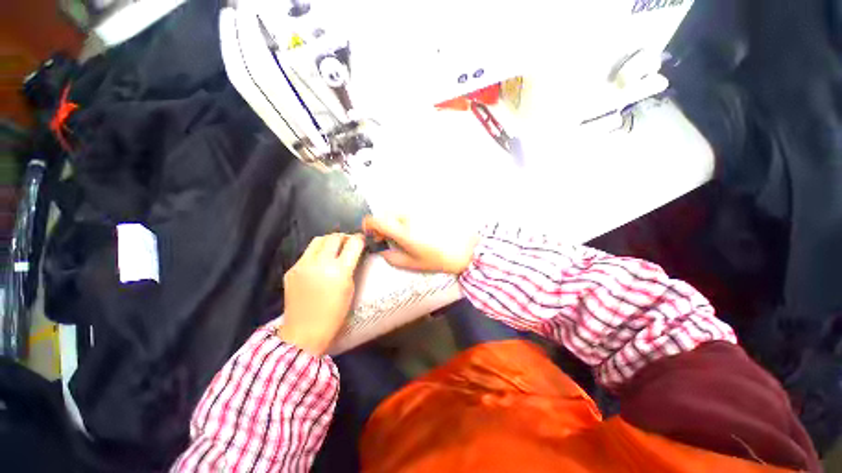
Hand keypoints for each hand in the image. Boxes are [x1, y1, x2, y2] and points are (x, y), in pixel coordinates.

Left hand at [279, 233, 364, 354]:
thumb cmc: (334, 314)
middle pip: (334, 237)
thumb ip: (350, 268)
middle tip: (348, 243)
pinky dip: (316, 253)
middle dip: (344, 237)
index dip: (359, 239)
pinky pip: (306, 253)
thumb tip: (352, 253)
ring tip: (333, 249)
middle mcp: (320, 264)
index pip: (353, 243)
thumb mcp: (350, 289)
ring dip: (329, 242)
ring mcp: (302, 265)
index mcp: (339, 271)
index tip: (361, 240)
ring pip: (318, 240)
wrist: (304, 333)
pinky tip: (319, 264)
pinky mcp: (291, 270)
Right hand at [362, 215, 478, 274]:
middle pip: (385, 213)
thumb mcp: (411, 264)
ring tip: (404, 234)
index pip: (375, 220)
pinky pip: (410, 210)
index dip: (368, 226)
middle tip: (388, 237)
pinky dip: (406, 218)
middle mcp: (409, 216)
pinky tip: (416, 229)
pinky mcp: (427, 208)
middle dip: (382, 224)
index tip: (372, 233)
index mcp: (403, 231)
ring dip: (394, 220)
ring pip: (397, 211)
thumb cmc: (439, 258)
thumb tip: (381, 250)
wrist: (464, 249)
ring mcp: (419, 210)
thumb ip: (391, 257)